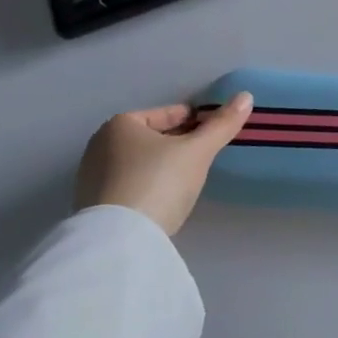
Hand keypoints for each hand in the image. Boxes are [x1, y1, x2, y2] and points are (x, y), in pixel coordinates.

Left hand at [76, 93, 253, 235]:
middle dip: (178, 142)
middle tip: (205, 154)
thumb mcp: (198, 151)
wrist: (120, 241)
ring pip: (140, 162)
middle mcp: (99, 145)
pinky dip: (148, 186)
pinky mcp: (92, 207)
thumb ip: (222, 124)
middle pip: (152, 137)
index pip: (168, 113)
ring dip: (163, 165)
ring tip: (189, 178)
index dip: (195, 120)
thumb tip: (246, 96)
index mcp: (120, 124)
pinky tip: (165, 199)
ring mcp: (91, 178)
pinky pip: (129, 186)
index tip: (214, 132)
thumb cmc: (159, 182)